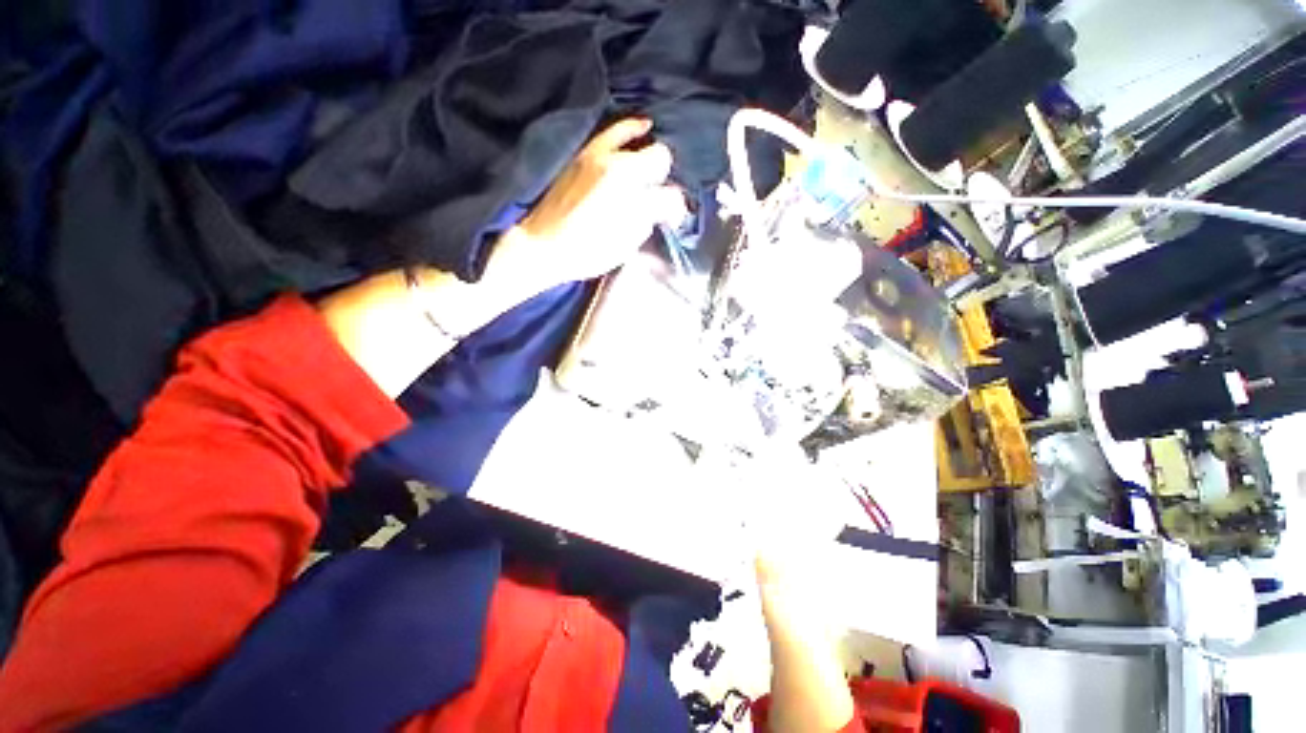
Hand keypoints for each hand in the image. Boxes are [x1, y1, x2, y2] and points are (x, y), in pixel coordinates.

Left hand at [491, 118, 687, 293]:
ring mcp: (601, 156)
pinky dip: (631, 129)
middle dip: (665, 179)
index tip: (670, 218)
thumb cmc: (586, 252)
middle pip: (660, 159)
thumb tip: (660, 208)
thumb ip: (647, 221)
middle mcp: (619, 167)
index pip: (670, 193)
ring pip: (640, 140)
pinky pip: (613, 132)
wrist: (542, 244)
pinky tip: (642, 126)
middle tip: (658, 197)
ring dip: (652, 153)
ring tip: (657, 163)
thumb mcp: (624, 246)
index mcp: (631, 195)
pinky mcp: (585, 154)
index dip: (675, 207)